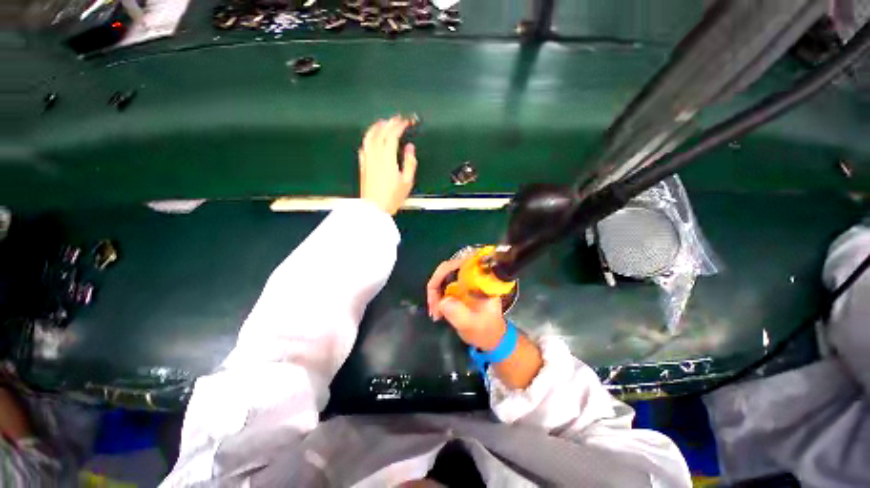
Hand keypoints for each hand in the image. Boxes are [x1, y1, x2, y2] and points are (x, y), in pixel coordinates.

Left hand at [358, 116, 417, 215]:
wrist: (374, 208)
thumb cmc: (392, 197)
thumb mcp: (407, 181)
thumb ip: (410, 162)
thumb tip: (410, 148)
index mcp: (387, 157)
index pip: (392, 134)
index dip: (400, 125)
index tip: (406, 121)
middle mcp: (375, 154)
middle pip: (381, 132)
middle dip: (390, 122)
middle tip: (397, 119)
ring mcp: (367, 158)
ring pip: (369, 136)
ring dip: (377, 127)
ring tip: (383, 123)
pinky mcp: (363, 164)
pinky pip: (364, 145)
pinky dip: (369, 138)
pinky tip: (371, 139)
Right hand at [426, 258, 507, 350]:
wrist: (492, 339)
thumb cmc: (486, 331)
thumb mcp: (473, 325)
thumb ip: (459, 314)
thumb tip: (443, 301)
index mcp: (481, 279)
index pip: (460, 263)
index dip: (443, 273)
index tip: (436, 295)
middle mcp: (473, 275)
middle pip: (448, 268)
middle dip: (436, 286)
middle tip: (433, 307)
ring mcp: (466, 280)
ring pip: (443, 276)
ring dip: (435, 293)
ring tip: (435, 313)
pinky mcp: (461, 287)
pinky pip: (443, 285)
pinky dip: (437, 296)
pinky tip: (437, 311)